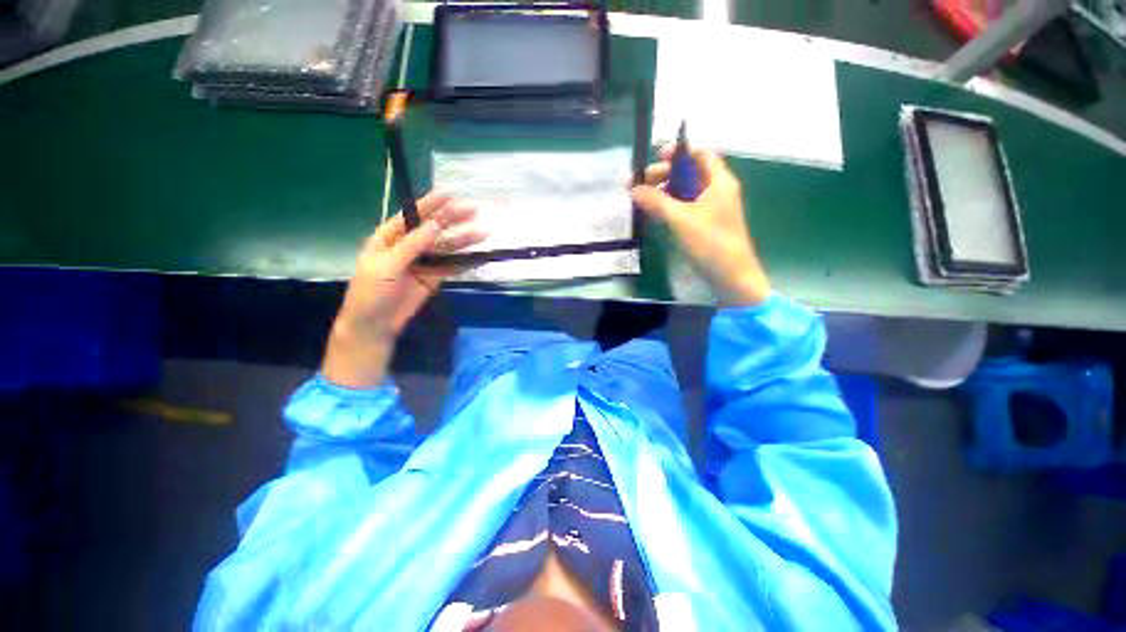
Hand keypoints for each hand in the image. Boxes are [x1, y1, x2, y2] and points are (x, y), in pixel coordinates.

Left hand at [322, 193, 485, 388]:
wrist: (374, 325)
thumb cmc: (371, 291)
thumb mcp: (388, 265)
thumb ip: (413, 244)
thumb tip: (436, 224)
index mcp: (390, 237)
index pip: (413, 216)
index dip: (431, 205)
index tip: (450, 195)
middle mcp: (409, 246)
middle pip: (434, 230)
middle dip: (453, 220)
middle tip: (474, 211)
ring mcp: (423, 262)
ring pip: (446, 248)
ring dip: (464, 241)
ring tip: (483, 233)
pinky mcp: (434, 278)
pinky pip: (451, 267)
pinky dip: (464, 262)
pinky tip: (478, 257)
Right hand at [630, 146, 769, 305]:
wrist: (731, 276)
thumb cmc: (710, 243)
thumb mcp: (681, 219)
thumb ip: (656, 202)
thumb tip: (633, 188)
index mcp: (719, 181)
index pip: (700, 154)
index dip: (678, 152)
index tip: (655, 159)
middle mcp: (717, 190)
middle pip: (689, 172)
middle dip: (664, 174)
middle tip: (640, 184)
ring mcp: (711, 209)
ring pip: (685, 191)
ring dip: (664, 192)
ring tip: (641, 199)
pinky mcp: (704, 224)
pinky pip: (685, 208)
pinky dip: (669, 207)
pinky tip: (653, 213)